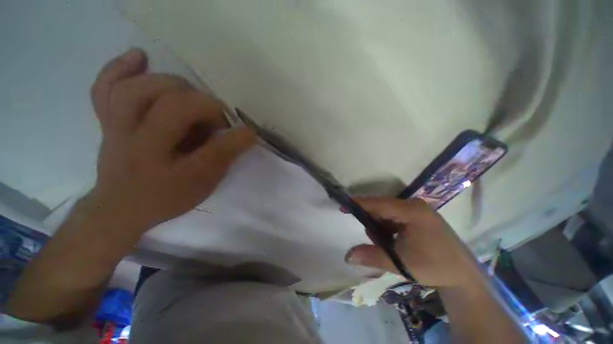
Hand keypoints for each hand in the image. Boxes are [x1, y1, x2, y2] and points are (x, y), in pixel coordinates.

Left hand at [87, 48, 255, 233]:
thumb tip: (247, 134)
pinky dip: (118, 68)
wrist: (121, 208)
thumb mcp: (202, 184)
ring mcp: (117, 129)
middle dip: (204, 106)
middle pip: (170, 106)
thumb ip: (225, 157)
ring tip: (188, 91)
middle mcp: (139, 145)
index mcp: (172, 171)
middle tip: (216, 119)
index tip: (245, 133)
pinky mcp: (107, 121)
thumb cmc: (165, 198)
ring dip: (169, 84)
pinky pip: (104, 88)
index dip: (234, 135)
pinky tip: (140, 57)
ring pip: (135, 91)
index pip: (209, 147)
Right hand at [345, 197, 480, 287]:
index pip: (377, 203)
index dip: (358, 204)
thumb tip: (347, 256)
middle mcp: (414, 205)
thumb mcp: (399, 261)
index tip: (343, 206)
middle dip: (372, 221)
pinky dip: (389, 227)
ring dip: (381, 226)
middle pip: (382, 207)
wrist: (463, 276)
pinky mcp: (420, 216)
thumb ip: (371, 256)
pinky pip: (396, 216)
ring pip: (388, 212)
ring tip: (387, 244)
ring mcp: (418, 210)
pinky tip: (394, 241)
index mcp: (410, 211)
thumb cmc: (433, 266)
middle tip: (373, 239)